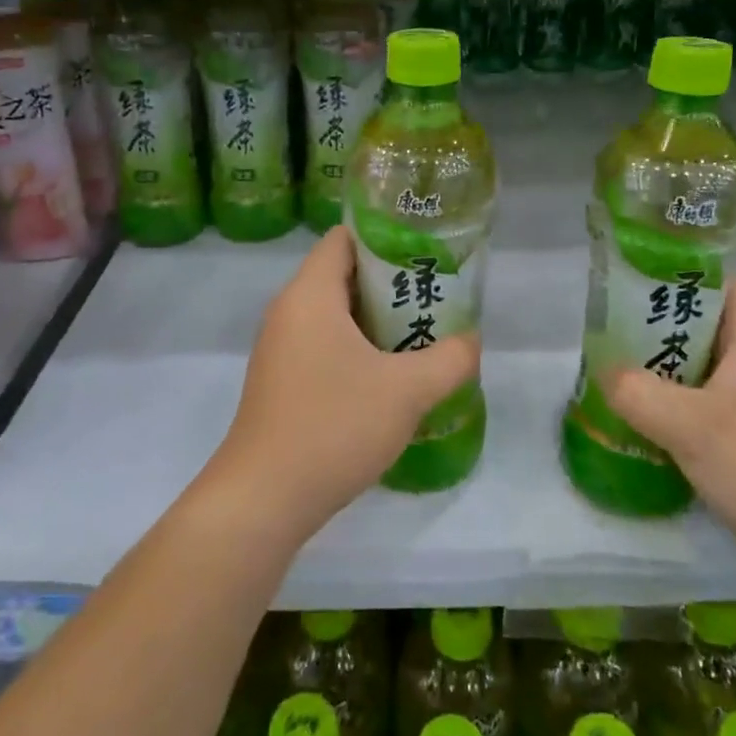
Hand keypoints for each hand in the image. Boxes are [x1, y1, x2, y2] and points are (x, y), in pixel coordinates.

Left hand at [203, 227, 479, 545]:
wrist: (264, 499)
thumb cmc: (334, 426)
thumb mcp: (407, 391)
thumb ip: (450, 359)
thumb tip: (471, 341)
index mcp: (310, 294)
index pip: (345, 237)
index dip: (386, 236)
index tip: (426, 252)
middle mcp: (289, 311)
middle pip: (343, 274)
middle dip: (391, 282)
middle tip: (435, 296)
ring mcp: (281, 348)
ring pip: (335, 314)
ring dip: (377, 320)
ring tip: (421, 333)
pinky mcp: (281, 381)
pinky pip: (324, 345)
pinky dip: (357, 348)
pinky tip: (389, 376)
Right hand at [602, 279, 735, 581]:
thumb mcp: (688, 424)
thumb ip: (636, 391)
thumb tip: (604, 372)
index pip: (721, 284)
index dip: (681, 276)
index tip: (633, 281)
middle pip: (704, 326)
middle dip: (658, 326)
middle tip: (610, 328)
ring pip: (702, 369)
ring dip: (663, 369)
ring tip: (615, 369)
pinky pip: (705, 406)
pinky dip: (674, 406)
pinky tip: (640, 418)